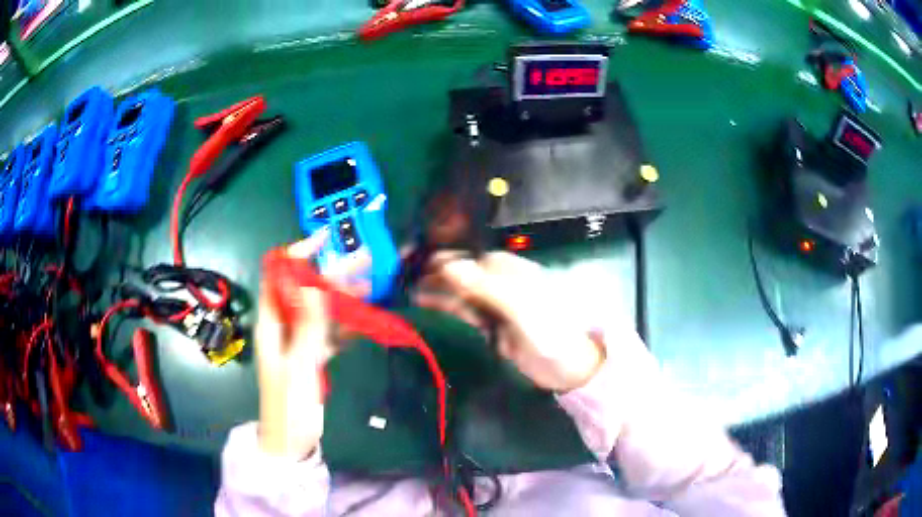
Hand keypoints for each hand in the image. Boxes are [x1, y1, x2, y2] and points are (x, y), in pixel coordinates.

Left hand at [256, 232, 368, 458]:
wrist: (292, 443)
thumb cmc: (289, 406)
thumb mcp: (298, 366)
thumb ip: (307, 326)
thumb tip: (312, 284)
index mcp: (271, 324)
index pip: (279, 278)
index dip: (298, 255)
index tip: (323, 241)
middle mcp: (283, 326)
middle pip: (306, 291)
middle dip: (332, 274)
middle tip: (363, 261)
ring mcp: (299, 341)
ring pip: (321, 310)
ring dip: (343, 297)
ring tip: (370, 284)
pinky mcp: (312, 356)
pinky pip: (329, 332)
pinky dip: (345, 324)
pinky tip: (364, 317)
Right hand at [413, 251, 604, 391]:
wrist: (568, 367)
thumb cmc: (549, 330)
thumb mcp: (518, 306)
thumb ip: (483, 286)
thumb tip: (445, 264)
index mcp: (507, 268)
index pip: (466, 255)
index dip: (439, 254)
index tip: (408, 257)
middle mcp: (497, 280)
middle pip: (459, 270)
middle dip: (431, 269)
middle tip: (397, 272)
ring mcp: (492, 302)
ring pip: (457, 289)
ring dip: (433, 286)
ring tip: (402, 286)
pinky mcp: (489, 324)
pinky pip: (462, 308)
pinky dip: (443, 303)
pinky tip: (423, 300)